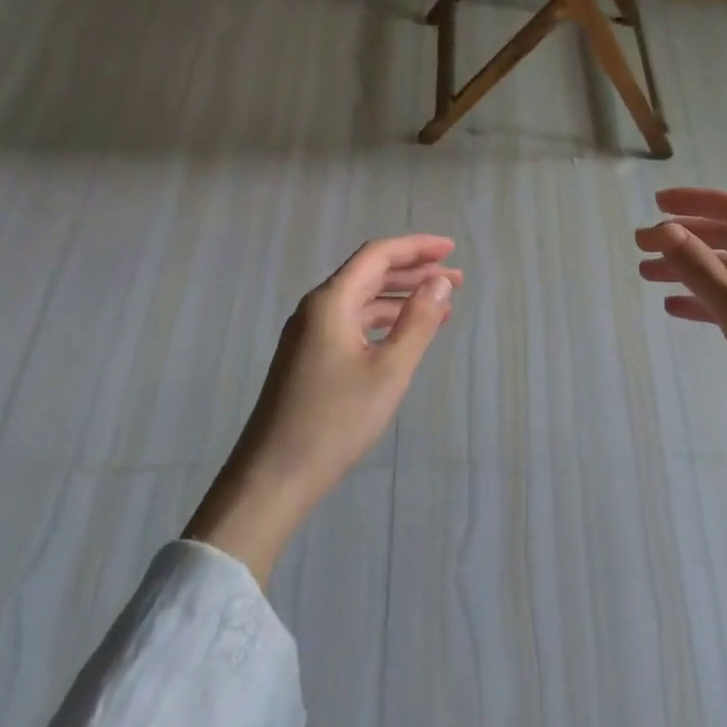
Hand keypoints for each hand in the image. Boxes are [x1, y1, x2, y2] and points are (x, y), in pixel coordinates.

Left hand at [185, 235, 461, 582]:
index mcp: (331, 301)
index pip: (378, 255)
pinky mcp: (307, 358)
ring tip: (440, 309)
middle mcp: (316, 308)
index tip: (451, 250)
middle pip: (369, 273)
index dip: (417, 248)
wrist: (272, 479)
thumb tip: (440, 283)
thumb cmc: (334, 421)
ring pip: (361, 300)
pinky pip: (351, 323)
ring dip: (400, 298)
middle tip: (455, 281)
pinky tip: (403, 336)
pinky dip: (382, 321)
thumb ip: (417, 322)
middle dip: (413, 272)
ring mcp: (308, 334)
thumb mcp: (388, 371)